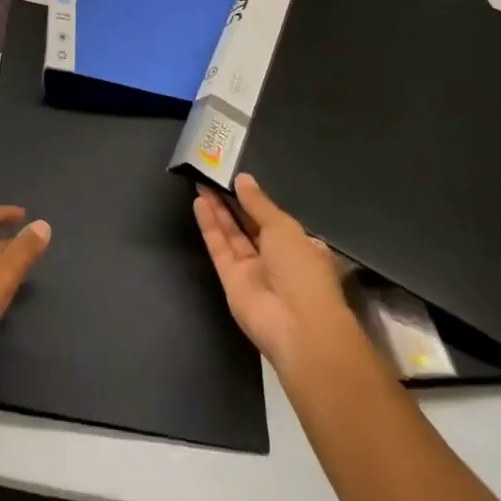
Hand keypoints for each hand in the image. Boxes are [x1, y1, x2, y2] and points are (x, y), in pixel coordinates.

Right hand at [194, 174, 352, 369]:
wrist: (296, 325)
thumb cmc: (301, 270)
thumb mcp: (284, 227)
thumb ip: (259, 203)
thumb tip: (243, 179)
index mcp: (298, 246)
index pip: (274, 219)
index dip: (255, 199)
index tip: (236, 178)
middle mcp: (275, 258)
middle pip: (249, 224)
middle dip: (232, 201)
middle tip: (212, 174)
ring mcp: (252, 270)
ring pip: (232, 234)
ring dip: (217, 209)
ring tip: (201, 181)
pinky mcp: (231, 279)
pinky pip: (219, 248)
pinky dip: (209, 226)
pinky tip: (199, 202)